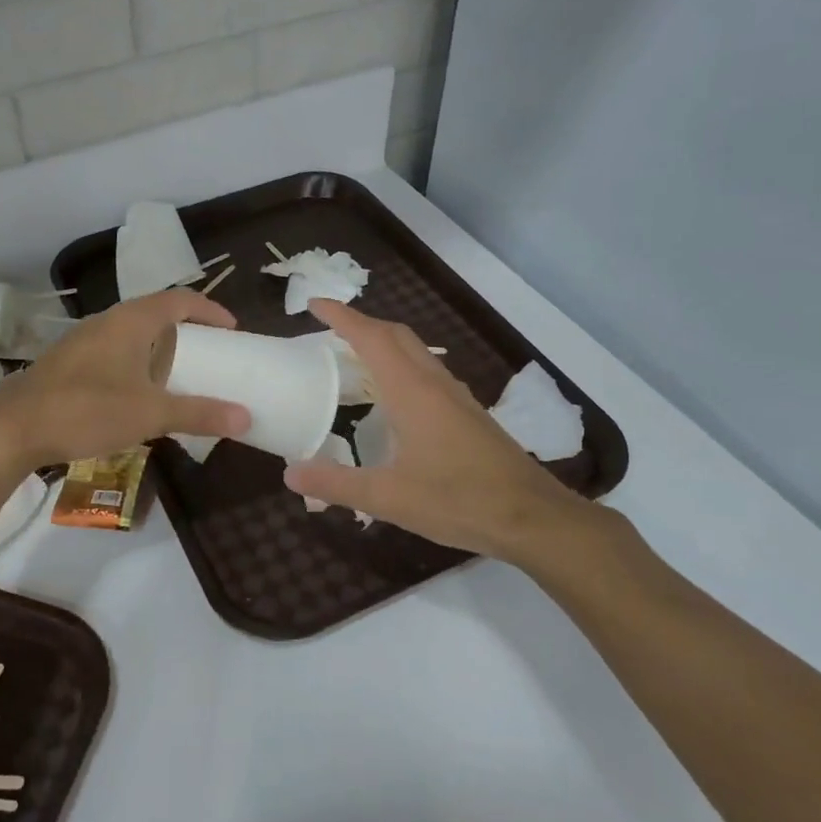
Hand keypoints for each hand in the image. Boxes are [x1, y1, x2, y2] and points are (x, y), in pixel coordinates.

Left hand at [0, 290, 251, 474]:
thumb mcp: (150, 414)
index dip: (210, 310)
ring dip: (159, 349)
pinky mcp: (68, 363)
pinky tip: (137, 396)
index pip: (180, 299)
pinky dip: (136, 364)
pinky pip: (113, 353)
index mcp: (131, 321)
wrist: (12, 429)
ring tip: (178, 376)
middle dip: (186, 331)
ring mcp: (83, 341)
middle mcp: (107, 322)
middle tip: (210, 354)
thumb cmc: (87, 410)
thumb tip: (246, 417)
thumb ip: (199, 413)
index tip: (232, 330)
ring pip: (132, 334)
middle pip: (156, 313)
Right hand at [283, 300, 619, 565]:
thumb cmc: (458, 501)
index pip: (371, 338)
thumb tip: (289, 474)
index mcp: (412, 392)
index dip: (342, 317)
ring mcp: (456, 398)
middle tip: (328, 331)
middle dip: (361, 325)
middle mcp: (435, 384)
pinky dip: (401, 367)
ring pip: (416, 353)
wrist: (531, 517)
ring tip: (354, 358)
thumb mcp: (388, 498)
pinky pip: (428, 373)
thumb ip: (336, 484)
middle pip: (396, 336)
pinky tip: (393, 397)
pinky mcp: (468, 414)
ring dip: (384, 344)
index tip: (314, 304)